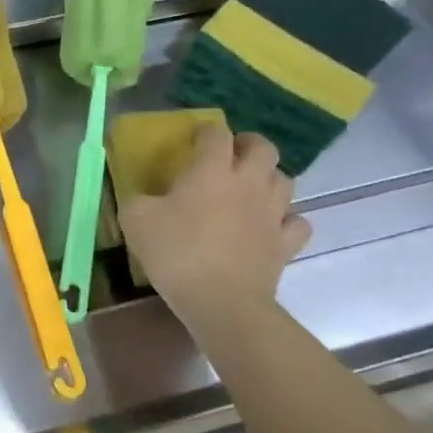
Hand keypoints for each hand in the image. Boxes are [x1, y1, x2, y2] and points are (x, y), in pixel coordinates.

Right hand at [117, 123, 310, 324]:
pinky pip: (296, 221)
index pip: (216, 133)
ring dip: (268, 177)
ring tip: (251, 187)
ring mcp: (273, 213)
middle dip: (248, 143)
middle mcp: (249, 183)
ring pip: (284, 180)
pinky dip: (287, 218)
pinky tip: (271, 225)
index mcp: (212, 170)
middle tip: (231, 153)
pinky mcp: (286, 243)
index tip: (193, 138)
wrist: (222, 302)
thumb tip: (145, 197)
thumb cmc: (177, 253)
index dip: (205, 130)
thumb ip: (138, 199)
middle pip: (263, 148)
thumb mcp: (135, 220)